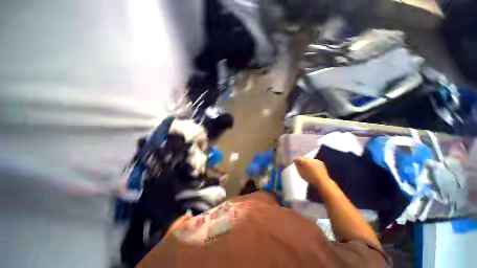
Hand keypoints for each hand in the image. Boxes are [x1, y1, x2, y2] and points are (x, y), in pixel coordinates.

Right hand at [293, 157, 330, 184]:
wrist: (322, 181)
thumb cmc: (310, 177)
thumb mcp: (301, 172)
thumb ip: (297, 166)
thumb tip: (296, 161)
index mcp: (304, 161)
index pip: (298, 158)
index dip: (296, 160)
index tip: (294, 163)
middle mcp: (310, 159)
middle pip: (304, 158)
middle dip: (302, 161)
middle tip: (300, 165)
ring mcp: (316, 160)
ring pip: (310, 160)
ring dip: (308, 162)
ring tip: (307, 168)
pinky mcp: (321, 163)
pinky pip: (315, 162)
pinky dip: (313, 164)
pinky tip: (313, 169)